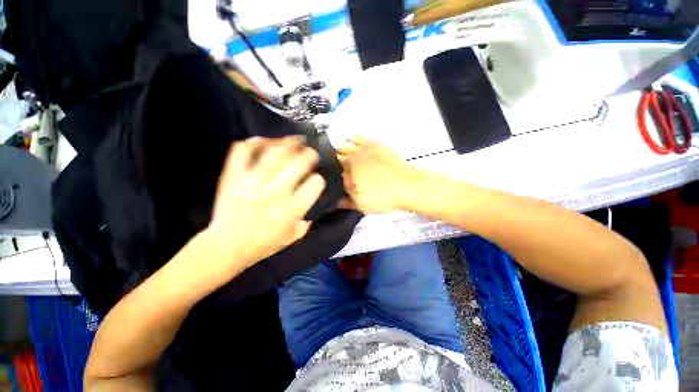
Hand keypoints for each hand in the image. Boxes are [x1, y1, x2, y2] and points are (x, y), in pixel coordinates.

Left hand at [206, 136, 324, 268]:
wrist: (227, 246)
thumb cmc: (265, 243)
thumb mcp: (295, 235)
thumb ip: (309, 216)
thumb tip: (313, 198)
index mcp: (292, 209)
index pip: (315, 183)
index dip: (318, 179)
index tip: (316, 179)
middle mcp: (275, 192)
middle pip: (300, 162)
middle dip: (310, 154)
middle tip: (311, 153)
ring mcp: (252, 181)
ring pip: (274, 152)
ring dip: (288, 143)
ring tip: (295, 141)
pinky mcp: (233, 176)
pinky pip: (243, 151)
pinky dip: (254, 142)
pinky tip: (264, 141)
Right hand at [338, 136, 419, 213]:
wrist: (408, 187)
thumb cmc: (385, 198)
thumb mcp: (362, 206)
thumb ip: (346, 202)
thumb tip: (335, 199)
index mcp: (347, 176)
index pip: (333, 174)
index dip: (330, 176)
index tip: (331, 178)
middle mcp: (351, 160)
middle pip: (336, 159)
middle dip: (333, 163)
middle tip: (336, 168)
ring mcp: (361, 150)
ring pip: (343, 146)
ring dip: (338, 150)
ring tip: (338, 154)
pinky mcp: (373, 144)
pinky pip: (357, 137)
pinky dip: (351, 139)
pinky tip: (349, 140)